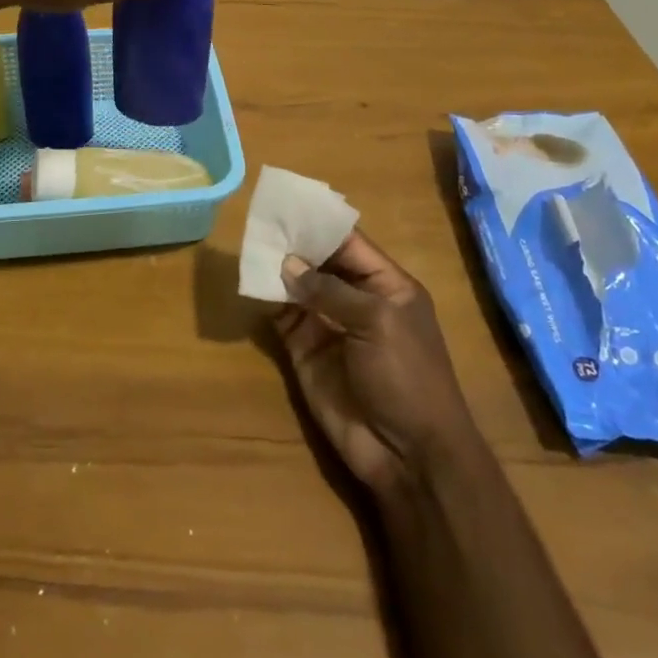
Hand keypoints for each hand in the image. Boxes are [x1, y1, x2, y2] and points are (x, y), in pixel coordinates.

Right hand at [274, 233, 477, 496]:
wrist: (408, 453)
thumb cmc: (407, 376)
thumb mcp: (377, 322)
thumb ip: (331, 291)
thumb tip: (288, 264)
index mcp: (386, 286)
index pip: (349, 244)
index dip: (320, 224)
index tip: (288, 204)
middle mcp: (356, 300)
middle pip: (319, 262)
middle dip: (294, 244)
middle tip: (259, 221)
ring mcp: (329, 326)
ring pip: (297, 287)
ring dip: (276, 269)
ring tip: (249, 244)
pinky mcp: (306, 352)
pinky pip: (283, 318)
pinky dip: (267, 300)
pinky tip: (249, 281)